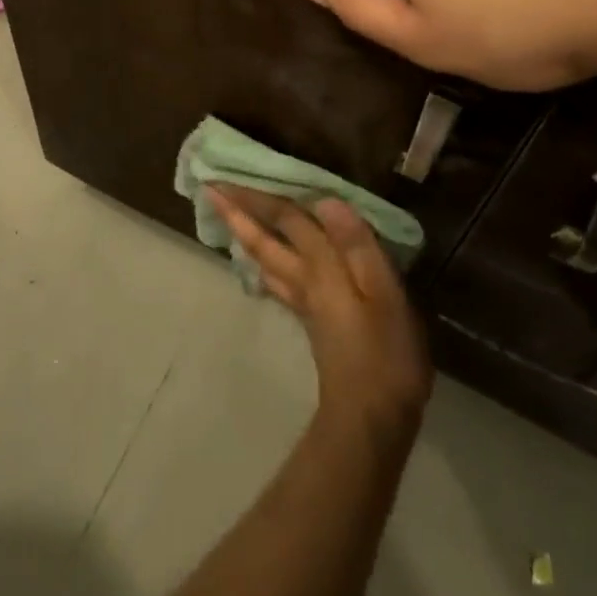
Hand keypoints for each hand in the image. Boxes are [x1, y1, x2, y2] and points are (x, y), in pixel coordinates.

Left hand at [210, 186, 431, 444]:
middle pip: (264, 240)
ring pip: (265, 260)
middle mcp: (305, 279)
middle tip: (209, 190)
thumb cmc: (386, 352)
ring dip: (244, 235)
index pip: (285, 220)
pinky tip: (264, 265)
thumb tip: (327, 199)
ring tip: (228, 220)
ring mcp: (305, 302)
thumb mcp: (385, 293)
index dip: (259, 195)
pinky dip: (264, 264)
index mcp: (322, 267)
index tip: (226, 176)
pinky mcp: (312, 321)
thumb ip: (357, 245)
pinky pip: (277, 280)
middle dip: (238, 213)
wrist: (372, 419)